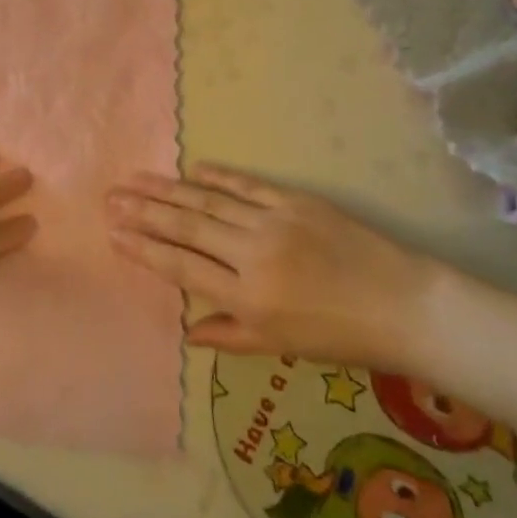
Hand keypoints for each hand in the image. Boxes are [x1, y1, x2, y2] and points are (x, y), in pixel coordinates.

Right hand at [108, 165, 443, 370]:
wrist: (404, 305)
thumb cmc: (341, 337)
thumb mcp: (282, 348)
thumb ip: (229, 335)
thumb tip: (187, 330)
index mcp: (247, 298)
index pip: (182, 267)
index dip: (145, 249)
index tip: (115, 234)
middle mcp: (252, 255)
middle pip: (187, 227)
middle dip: (145, 211)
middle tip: (112, 197)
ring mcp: (274, 222)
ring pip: (209, 202)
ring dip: (169, 189)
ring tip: (137, 180)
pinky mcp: (296, 201)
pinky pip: (248, 185)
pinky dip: (218, 177)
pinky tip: (193, 169)